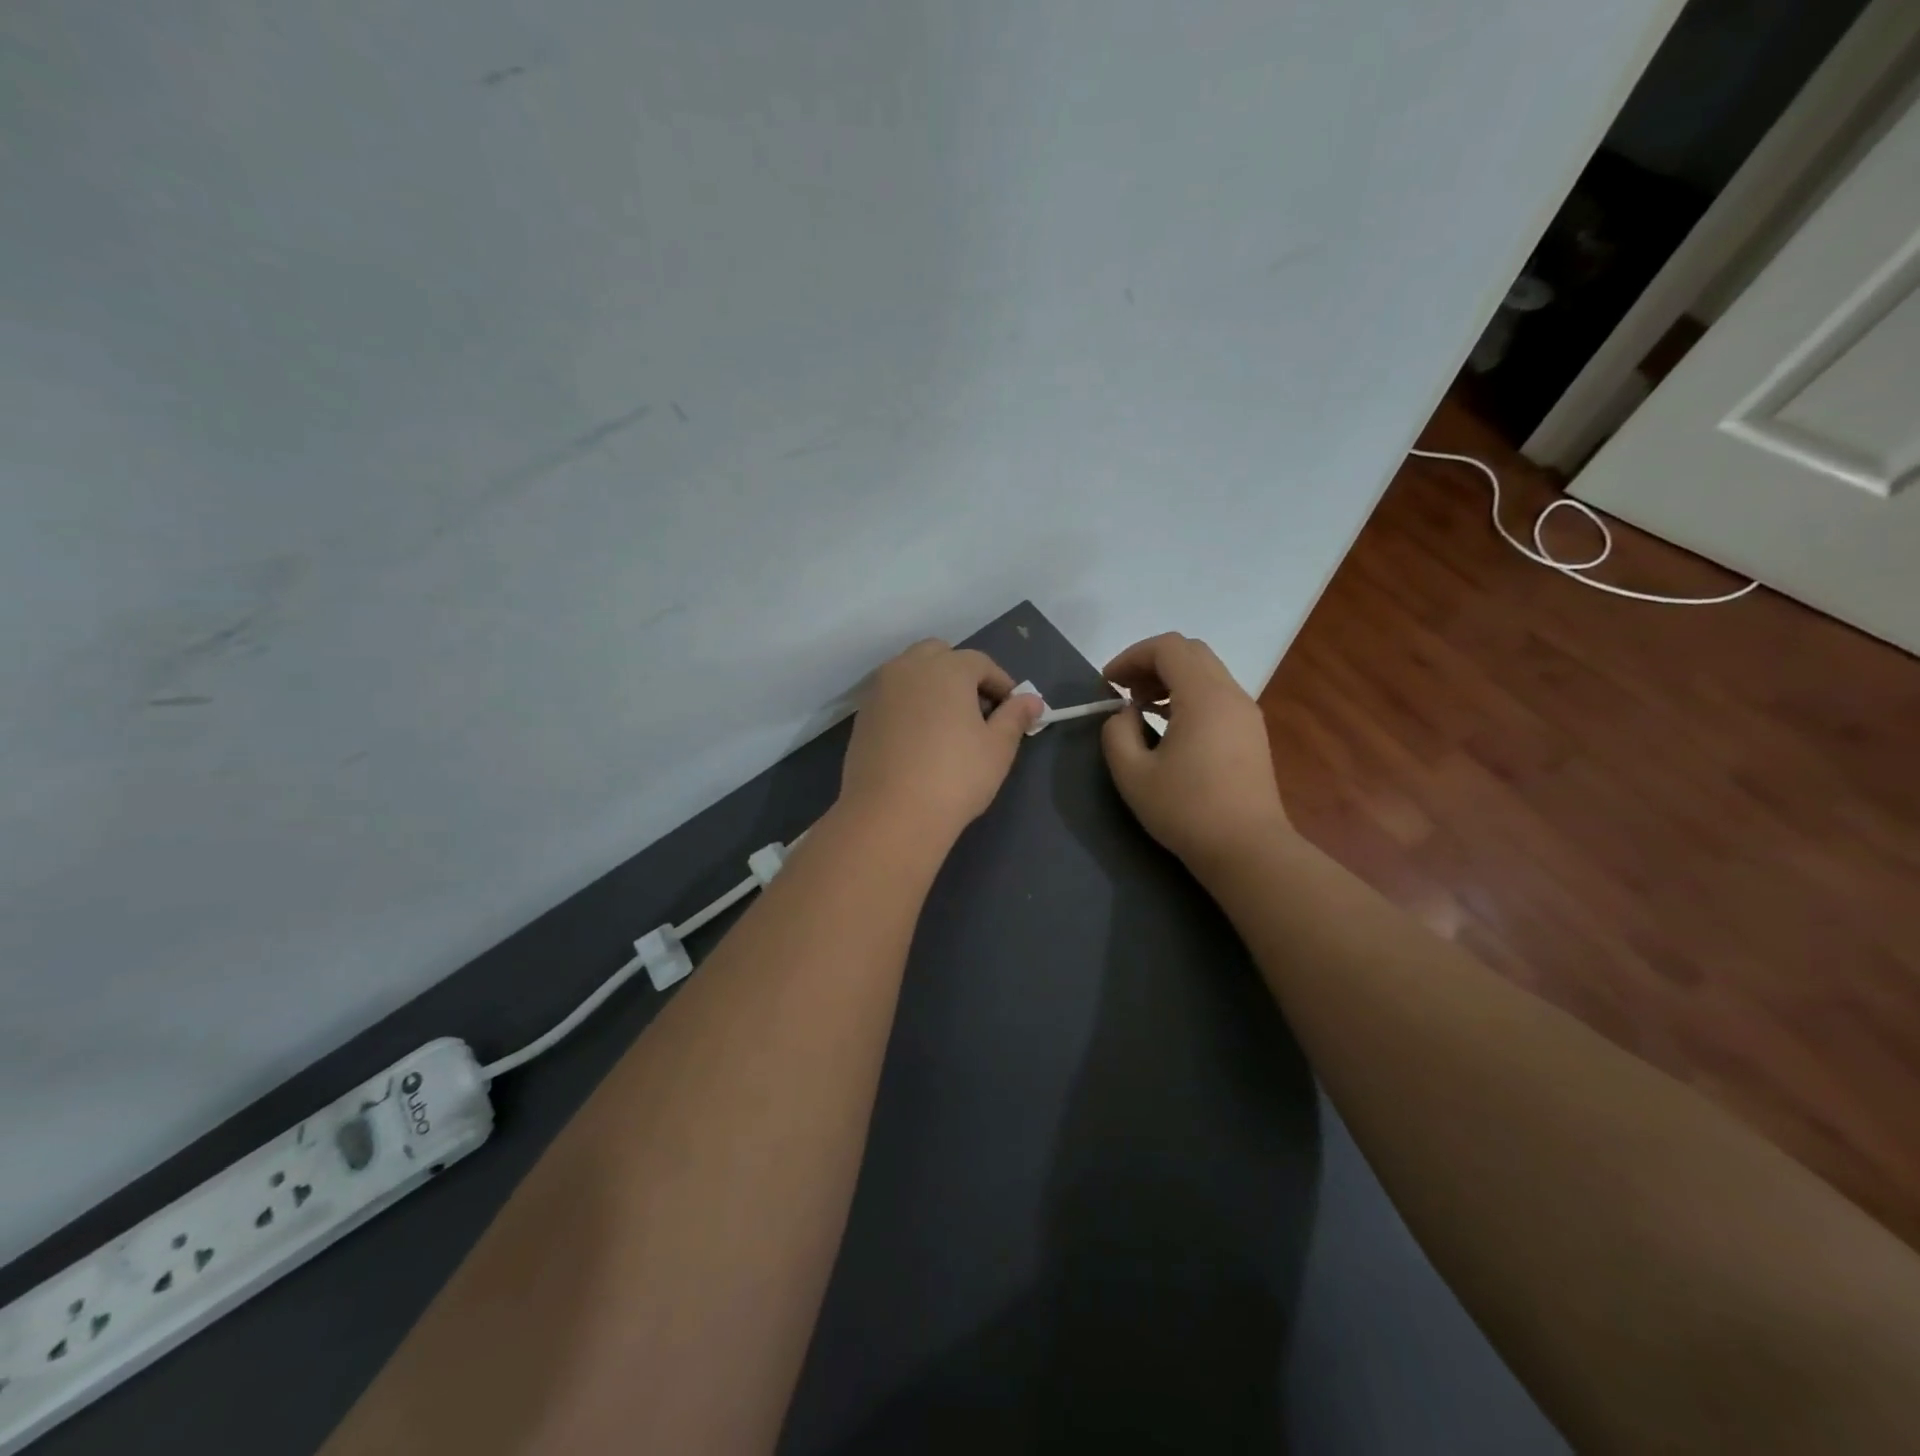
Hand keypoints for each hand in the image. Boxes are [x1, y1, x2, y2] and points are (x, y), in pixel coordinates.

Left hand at [838, 639, 1042, 844]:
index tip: (1012, 708)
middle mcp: (909, 667)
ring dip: (932, 685)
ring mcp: (880, 690)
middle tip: (977, 709)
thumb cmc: (955, 777)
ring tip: (947, 722)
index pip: (981, 662)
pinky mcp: (862, 715)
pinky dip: (909, 703)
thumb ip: (1015, 717)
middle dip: (961, 673)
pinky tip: (919, 736)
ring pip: (911, 672)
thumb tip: (1032, 700)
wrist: (891, 813)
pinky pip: (892, 696)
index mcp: (947, 668)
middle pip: (940, 655)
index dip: (1000, 683)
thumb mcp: (997, 748)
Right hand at [1101, 633, 1292, 874]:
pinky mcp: (1252, 733)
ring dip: (1171, 679)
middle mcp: (1231, 694)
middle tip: (1124, 691)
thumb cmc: (1186, 810)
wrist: (1247, 849)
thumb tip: (1126, 714)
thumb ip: (1117, 733)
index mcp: (1203, 696)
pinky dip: (1189, 695)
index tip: (1108, 684)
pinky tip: (1170, 726)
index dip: (1131, 656)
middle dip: (1151, 663)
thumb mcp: (1132, 774)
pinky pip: (1217, 694)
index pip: (1167, 648)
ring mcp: (1246, 713)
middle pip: (1190, 652)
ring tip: (1143, 708)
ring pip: (1206, 672)